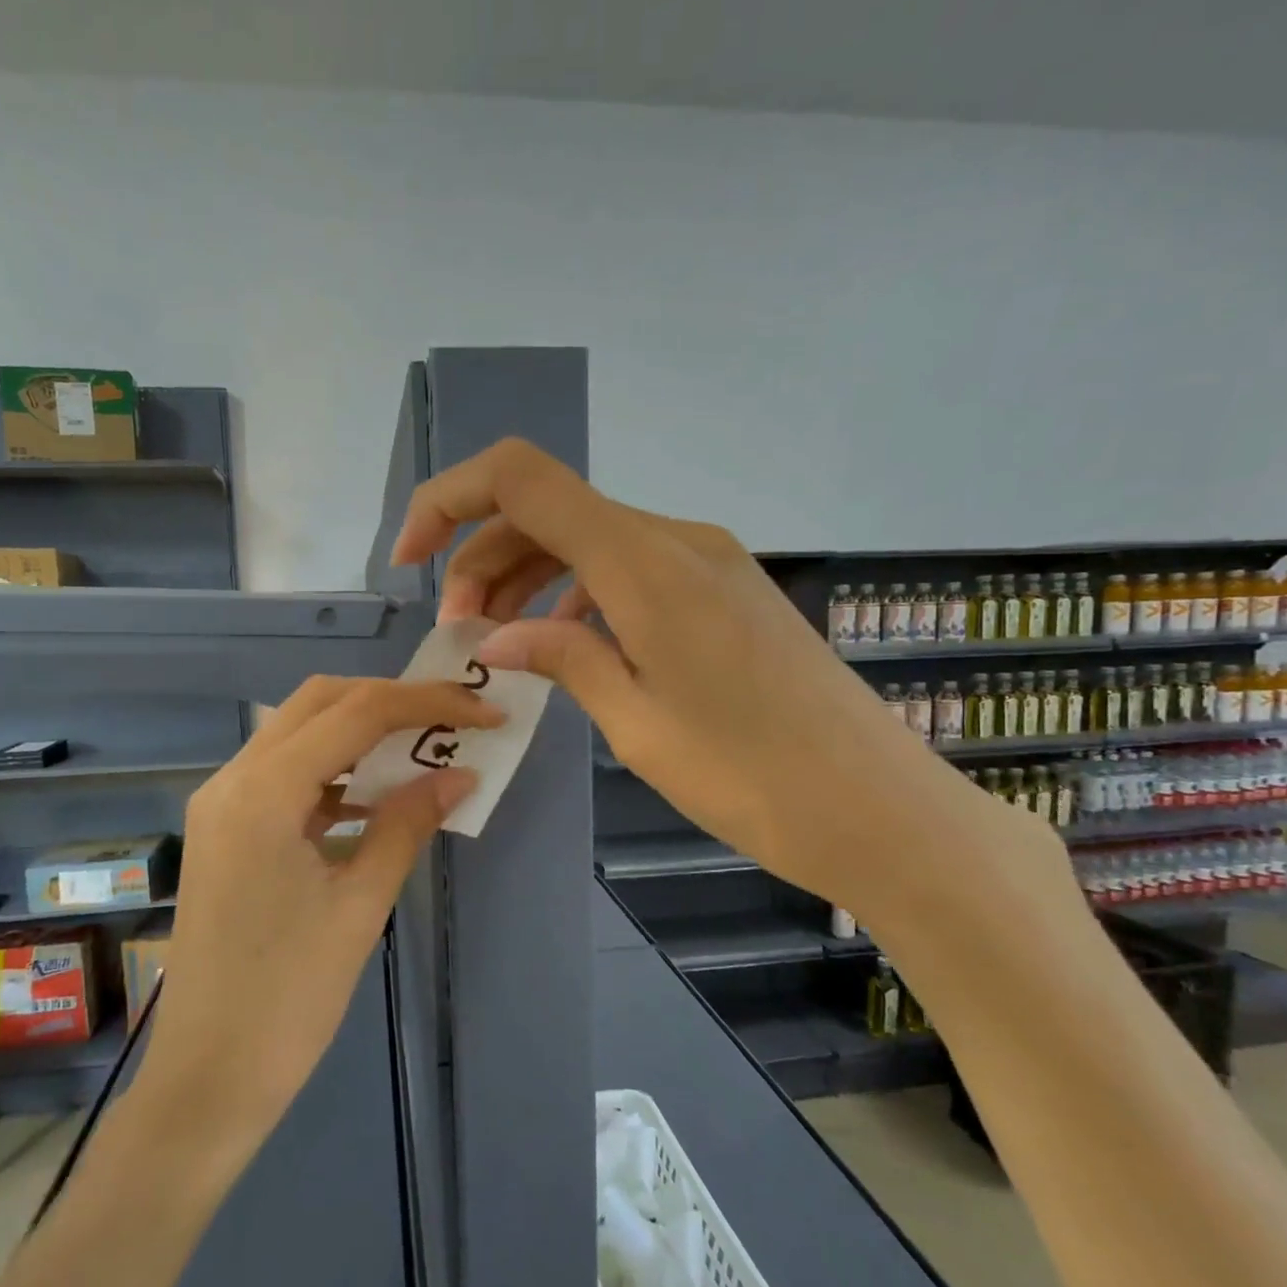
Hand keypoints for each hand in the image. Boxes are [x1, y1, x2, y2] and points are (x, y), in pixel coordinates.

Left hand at [144, 677, 499, 1138]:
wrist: (208, 1078)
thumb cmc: (289, 998)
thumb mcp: (361, 904)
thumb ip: (408, 824)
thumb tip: (459, 774)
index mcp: (262, 791)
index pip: (355, 712)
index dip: (427, 703)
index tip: (484, 712)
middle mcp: (232, 779)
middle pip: (319, 702)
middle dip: (390, 700)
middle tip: (452, 719)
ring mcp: (222, 803)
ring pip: (299, 731)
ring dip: (361, 729)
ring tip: (423, 747)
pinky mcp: (225, 829)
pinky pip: (285, 773)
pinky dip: (334, 768)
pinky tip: (374, 794)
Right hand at [390, 438, 1032, 920]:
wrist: (877, 807)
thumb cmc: (750, 777)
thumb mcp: (636, 723)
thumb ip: (563, 659)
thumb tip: (504, 635)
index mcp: (645, 562)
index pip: (523, 479)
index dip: (448, 500)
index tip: (408, 561)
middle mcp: (676, 540)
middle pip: (550, 510)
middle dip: (483, 558)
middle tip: (460, 633)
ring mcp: (707, 562)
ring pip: (589, 540)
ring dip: (530, 578)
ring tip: (500, 641)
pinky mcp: (725, 592)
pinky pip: (631, 570)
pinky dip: (580, 595)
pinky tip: (568, 646)